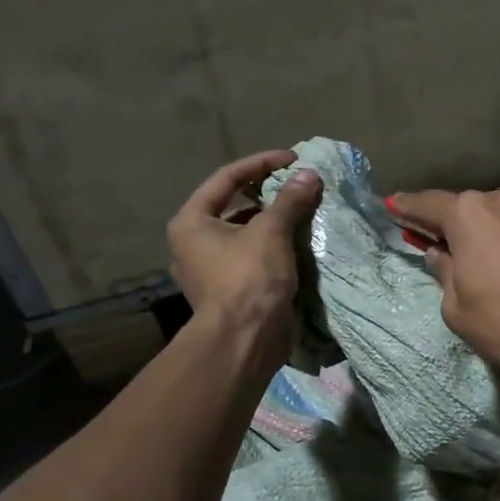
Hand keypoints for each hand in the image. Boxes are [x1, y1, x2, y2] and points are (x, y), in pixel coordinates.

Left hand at [167, 151, 321, 367]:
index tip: (293, 159)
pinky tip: (298, 245)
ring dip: (274, 223)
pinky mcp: (229, 291)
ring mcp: (209, 270)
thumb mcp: (271, 232)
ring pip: (245, 234)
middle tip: (299, 187)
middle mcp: (193, 244)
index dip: (261, 163)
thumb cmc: (249, 278)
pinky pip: (252, 258)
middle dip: (269, 195)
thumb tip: (309, 175)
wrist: (244, 341)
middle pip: (234, 206)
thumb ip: (289, 200)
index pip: (226, 178)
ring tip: (304, 214)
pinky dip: (273, 248)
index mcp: (191, 222)